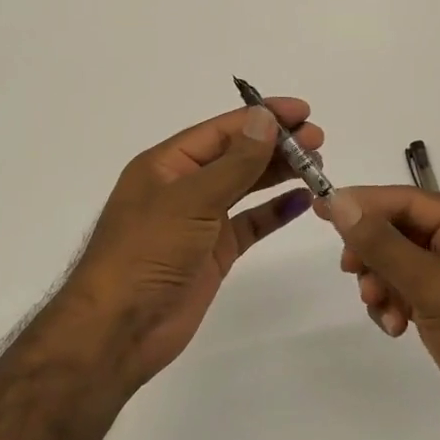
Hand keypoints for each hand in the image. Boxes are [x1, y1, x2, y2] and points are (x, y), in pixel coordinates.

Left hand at [57, 100, 323, 393]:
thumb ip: (233, 162)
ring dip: (278, 174)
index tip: (303, 111)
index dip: (262, 118)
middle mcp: (183, 186)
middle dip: (276, 145)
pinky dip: (274, 212)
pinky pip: (249, 224)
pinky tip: (301, 201)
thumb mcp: (190, 199)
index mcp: (167, 164)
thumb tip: (264, 119)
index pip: (222, 130)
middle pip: (236, 155)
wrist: (120, 328)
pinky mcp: (213, 253)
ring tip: (317, 165)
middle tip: (319, 140)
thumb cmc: (147, 251)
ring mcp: (199, 221)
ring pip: (245, 188)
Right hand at [315, 186, 439, 439]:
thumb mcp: (434, 287)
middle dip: (374, 252)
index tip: (321, 210)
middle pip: (404, 232)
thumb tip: (338, 201)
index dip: (364, 203)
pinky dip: (395, 305)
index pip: (409, 200)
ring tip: (380, 310)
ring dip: (382, 283)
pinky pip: (412, 294)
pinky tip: (393, 328)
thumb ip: (383, 244)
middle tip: (351, 272)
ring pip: (403, 265)